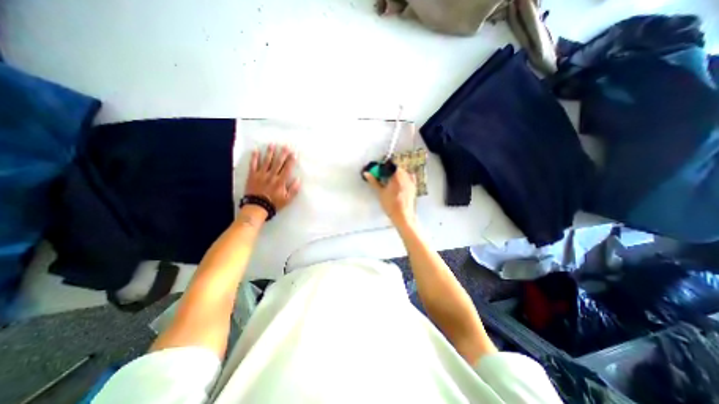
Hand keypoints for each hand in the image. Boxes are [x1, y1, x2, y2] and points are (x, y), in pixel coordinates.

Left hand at [245, 143, 301, 210]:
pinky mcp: (252, 175)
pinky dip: (254, 157)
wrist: (257, 207)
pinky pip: (253, 164)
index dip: (291, 160)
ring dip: (269, 152)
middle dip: (282, 153)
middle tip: (285, 145)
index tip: (294, 153)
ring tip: (272, 144)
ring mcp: (261, 174)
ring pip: (266, 161)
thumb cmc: (274, 203)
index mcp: (280, 181)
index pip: (287, 168)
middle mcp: (271, 175)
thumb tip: (298, 179)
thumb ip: (294, 189)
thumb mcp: (287, 199)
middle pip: (278, 162)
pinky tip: (255, 150)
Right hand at [366, 166, 415, 225]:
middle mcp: (405, 176)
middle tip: (382, 175)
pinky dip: (404, 177)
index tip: (378, 170)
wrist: (403, 216)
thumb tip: (366, 173)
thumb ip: (374, 181)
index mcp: (397, 175)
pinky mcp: (413, 187)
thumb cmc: (391, 205)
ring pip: (403, 172)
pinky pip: (410, 178)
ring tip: (390, 180)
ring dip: (396, 173)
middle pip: (397, 168)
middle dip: (389, 170)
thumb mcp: (380, 192)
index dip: (383, 166)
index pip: (390, 165)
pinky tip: (400, 182)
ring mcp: (411, 182)